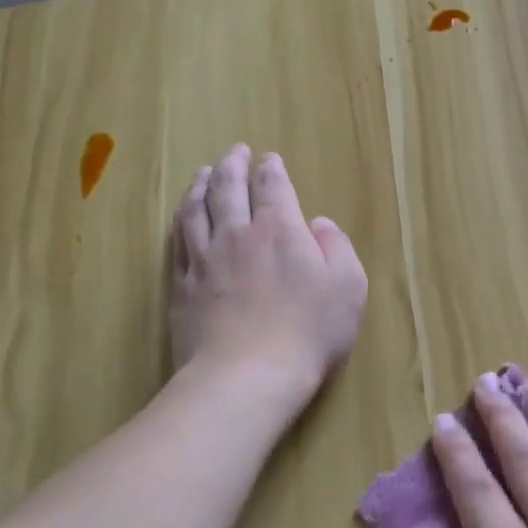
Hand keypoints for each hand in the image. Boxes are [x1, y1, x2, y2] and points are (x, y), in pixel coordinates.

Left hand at [169, 146, 367, 398]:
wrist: (248, 375)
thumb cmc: (309, 330)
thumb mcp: (348, 287)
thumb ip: (337, 248)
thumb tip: (319, 224)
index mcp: (281, 230)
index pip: (273, 187)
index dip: (271, 170)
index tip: (270, 159)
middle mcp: (238, 235)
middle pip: (228, 189)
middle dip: (232, 166)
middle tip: (234, 152)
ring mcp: (204, 260)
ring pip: (196, 210)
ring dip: (201, 186)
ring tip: (204, 173)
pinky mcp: (182, 287)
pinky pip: (178, 242)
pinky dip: (182, 221)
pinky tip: (184, 218)